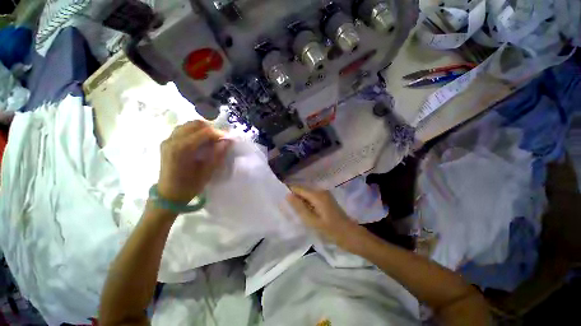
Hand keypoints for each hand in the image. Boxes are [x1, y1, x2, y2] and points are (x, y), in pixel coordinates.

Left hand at [158, 120, 230, 203]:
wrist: (168, 195)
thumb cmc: (189, 186)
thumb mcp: (207, 173)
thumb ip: (218, 155)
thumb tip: (228, 141)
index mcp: (182, 149)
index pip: (204, 132)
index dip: (219, 133)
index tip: (228, 139)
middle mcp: (173, 140)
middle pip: (195, 124)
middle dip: (211, 129)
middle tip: (220, 140)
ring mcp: (168, 140)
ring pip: (188, 125)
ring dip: (202, 129)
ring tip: (211, 140)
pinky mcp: (167, 142)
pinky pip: (182, 130)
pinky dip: (194, 132)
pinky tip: (200, 141)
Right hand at [287, 186, 361, 249]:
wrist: (350, 235)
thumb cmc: (331, 230)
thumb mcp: (312, 221)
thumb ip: (299, 207)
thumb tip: (287, 195)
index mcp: (317, 194)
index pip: (298, 188)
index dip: (289, 191)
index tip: (279, 198)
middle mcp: (320, 191)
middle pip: (302, 190)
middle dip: (293, 197)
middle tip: (285, 207)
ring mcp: (324, 195)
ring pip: (306, 195)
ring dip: (299, 201)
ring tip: (291, 210)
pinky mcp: (325, 200)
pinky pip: (312, 198)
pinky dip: (306, 203)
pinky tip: (302, 211)